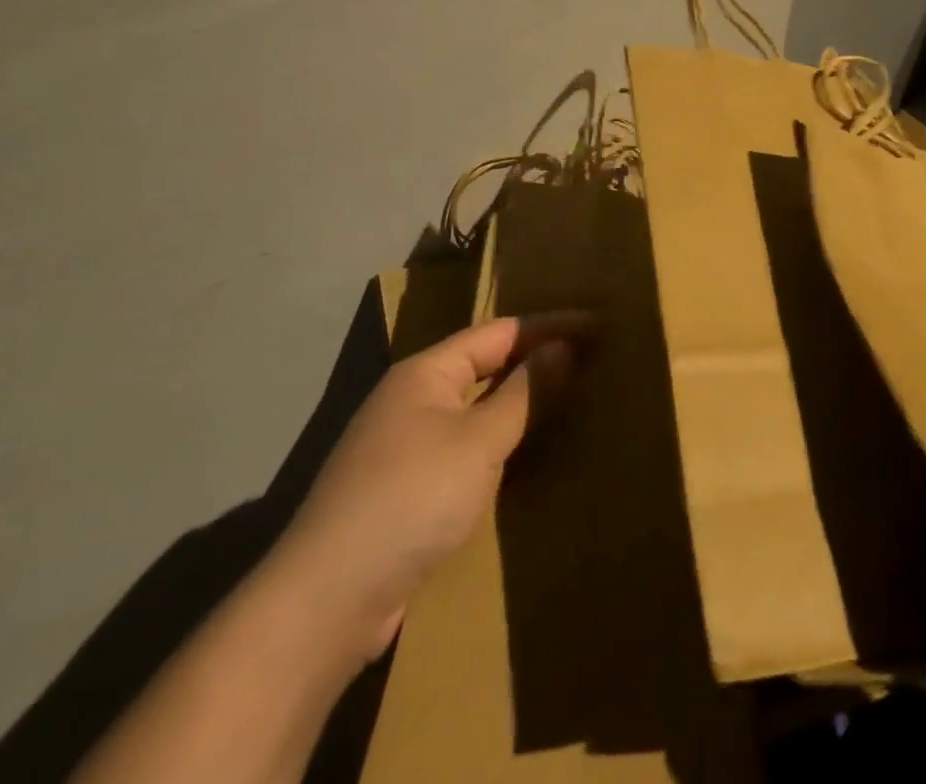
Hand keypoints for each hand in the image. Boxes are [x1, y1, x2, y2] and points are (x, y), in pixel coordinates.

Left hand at [262, 313, 588, 667]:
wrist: (326, 602)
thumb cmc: (411, 498)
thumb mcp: (478, 442)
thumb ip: (524, 393)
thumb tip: (563, 347)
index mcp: (425, 373)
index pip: (500, 333)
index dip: (551, 326)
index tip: (598, 325)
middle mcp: (412, 399)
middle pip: (485, 365)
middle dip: (535, 360)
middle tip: (588, 358)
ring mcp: (404, 446)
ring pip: (475, 409)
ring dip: (518, 403)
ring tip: (566, 399)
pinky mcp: (404, 491)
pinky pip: (465, 448)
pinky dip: (499, 442)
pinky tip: (523, 456)